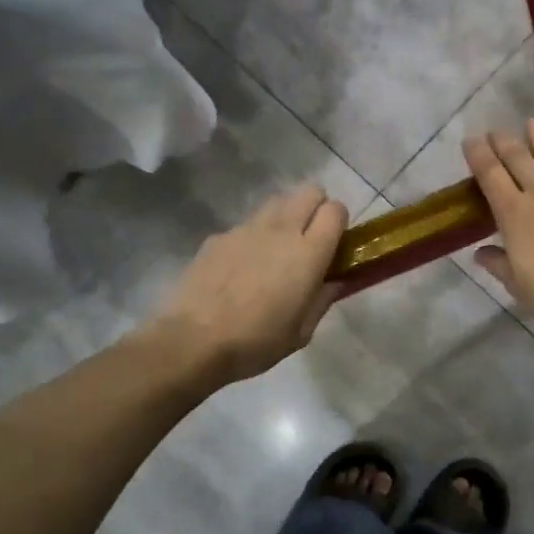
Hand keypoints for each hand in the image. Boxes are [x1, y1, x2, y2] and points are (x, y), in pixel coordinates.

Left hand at [144, 183, 348, 384]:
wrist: (194, 341)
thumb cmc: (257, 342)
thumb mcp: (302, 332)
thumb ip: (322, 299)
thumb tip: (335, 282)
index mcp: (309, 253)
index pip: (336, 210)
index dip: (339, 222)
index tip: (335, 244)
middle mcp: (281, 229)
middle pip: (309, 192)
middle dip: (316, 208)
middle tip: (310, 239)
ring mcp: (246, 228)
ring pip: (277, 202)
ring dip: (285, 216)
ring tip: (276, 249)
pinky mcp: (219, 236)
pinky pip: (246, 225)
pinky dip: (253, 237)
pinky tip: (241, 267)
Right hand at [463, 120, 533, 340]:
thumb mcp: (517, 284)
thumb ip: (497, 263)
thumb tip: (480, 251)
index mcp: (514, 215)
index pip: (490, 176)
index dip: (478, 155)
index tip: (470, 140)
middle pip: (519, 158)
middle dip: (504, 141)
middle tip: (495, 130)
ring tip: (529, 123)